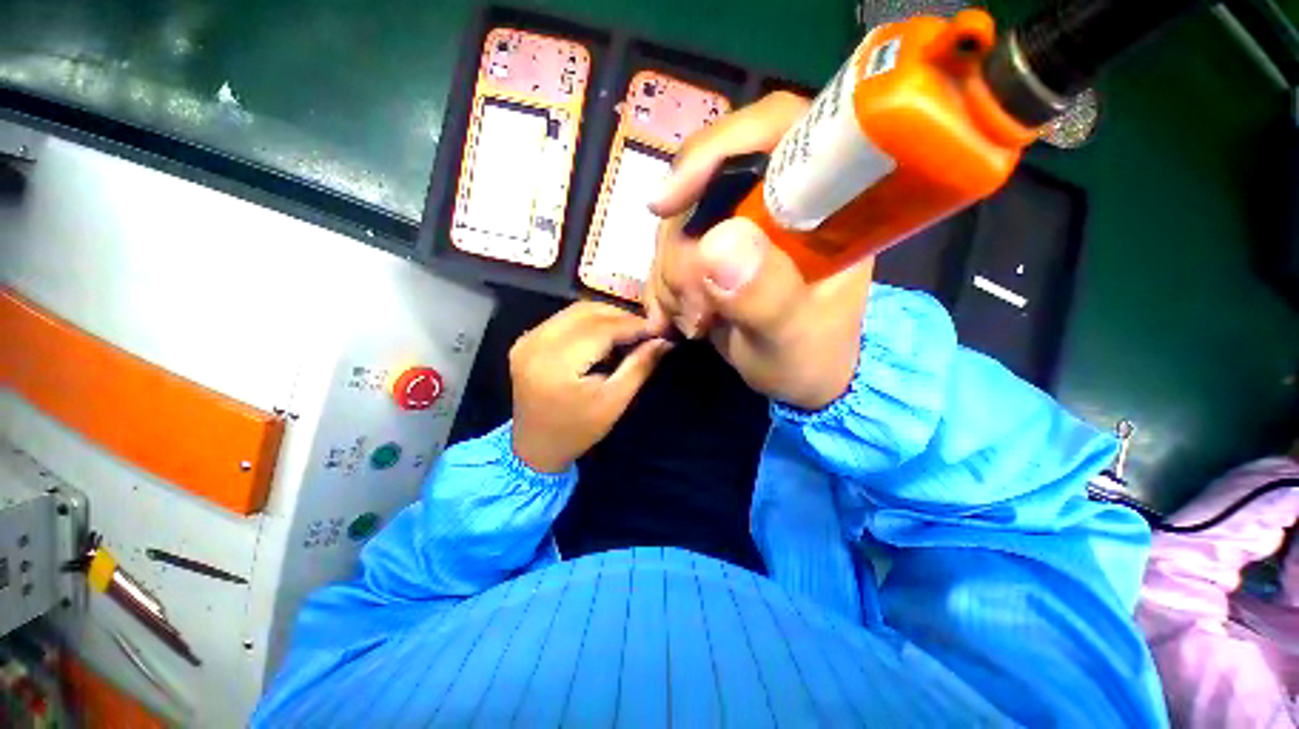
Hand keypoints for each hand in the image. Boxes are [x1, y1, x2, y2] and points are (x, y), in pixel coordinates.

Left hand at [510, 302, 670, 472]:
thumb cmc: (577, 430)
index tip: (659, 328)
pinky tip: (605, 335)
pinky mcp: (526, 340)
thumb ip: (639, 366)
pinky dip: (589, 322)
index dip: (633, 325)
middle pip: (586, 312)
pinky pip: (564, 319)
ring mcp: (527, 339)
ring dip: (606, 316)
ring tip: (629, 332)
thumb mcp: (614, 401)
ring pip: (575, 311)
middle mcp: (535, 342)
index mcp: (555, 362)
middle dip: (621, 317)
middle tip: (646, 330)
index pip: (601, 329)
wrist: (536, 448)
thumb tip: (664, 341)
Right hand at [644, 92, 873, 410]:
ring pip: (678, 223)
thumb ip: (765, 296)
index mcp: (821, 203)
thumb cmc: (809, 358)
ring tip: (692, 323)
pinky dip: (662, 288)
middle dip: (683, 251)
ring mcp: (740, 226)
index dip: (716, 149)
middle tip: (694, 309)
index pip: (775, 129)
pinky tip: (673, 319)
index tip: (666, 203)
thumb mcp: (791, 338)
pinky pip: (667, 253)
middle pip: (704, 185)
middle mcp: (776, 202)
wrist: (795, 377)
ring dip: (671, 278)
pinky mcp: (714, 250)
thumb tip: (715, 244)